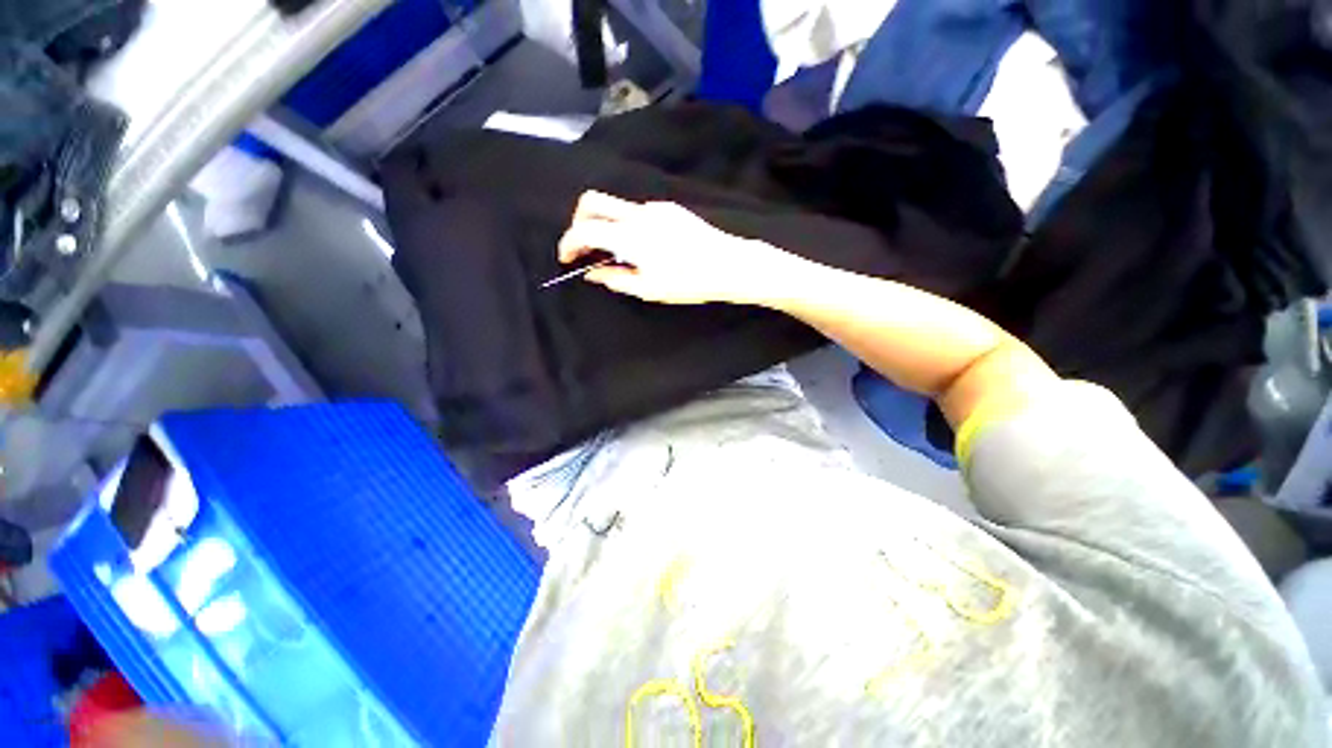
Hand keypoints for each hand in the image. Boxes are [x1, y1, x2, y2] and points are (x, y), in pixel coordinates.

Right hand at [557, 191, 805, 305]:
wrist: (727, 263)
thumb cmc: (687, 282)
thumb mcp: (648, 289)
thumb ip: (615, 278)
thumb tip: (592, 272)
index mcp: (630, 236)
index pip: (584, 229)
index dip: (568, 242)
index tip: (567, 258)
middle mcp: (637, 213)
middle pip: (592, 201)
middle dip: (578, 221)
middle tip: (583, 246)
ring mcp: (654, 207)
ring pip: (615, 206)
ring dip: (605, 224)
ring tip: (617, 253)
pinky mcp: (669, 208)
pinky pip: (637, 211)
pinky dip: (627, 224)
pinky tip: (642, 245)